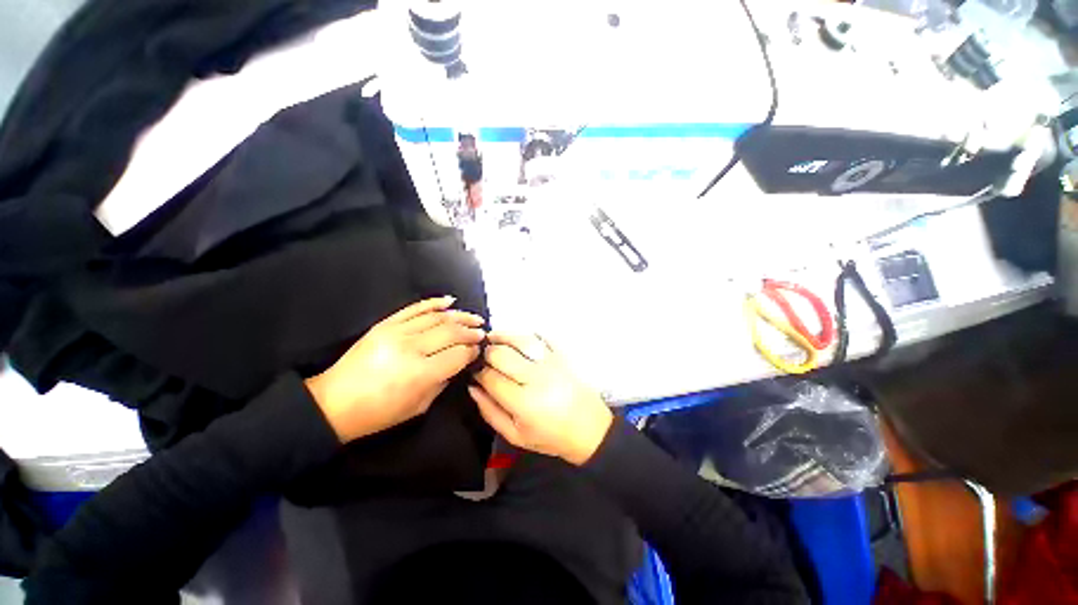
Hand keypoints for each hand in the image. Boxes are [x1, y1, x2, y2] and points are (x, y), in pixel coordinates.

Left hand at [306, 297, 485, 442]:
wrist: (334, 403)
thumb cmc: (378, 413)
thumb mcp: (419, 406)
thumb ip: (444, 381)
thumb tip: (460, 362)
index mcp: (420, 373)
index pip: (458, 354)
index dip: (472, 350)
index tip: (479, 350)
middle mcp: (411, 348)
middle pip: (451, 332)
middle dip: (471, 331)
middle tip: (482, 332)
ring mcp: (397, 332)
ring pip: (437, 317)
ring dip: (460, 315)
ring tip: (474, 318)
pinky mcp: (385, 324)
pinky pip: (414, 308)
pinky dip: (434, 303)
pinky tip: (450, 301)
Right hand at [470, 333, 612, 465]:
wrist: (589, 428)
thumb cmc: (551, 436)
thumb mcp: (516, 435)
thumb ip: (490, 412)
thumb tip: (473, 387)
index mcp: (523, 402)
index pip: (491, 377)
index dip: (478, 372)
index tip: (475, 373)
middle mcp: (536, 377)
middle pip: (502, 354)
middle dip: (487, 352)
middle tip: (483, 356)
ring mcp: (551, 362)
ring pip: (520, 339)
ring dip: (503, 335)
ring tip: (493, 338)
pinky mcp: (562, 355)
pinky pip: (542, 336)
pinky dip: (527, 334)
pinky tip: (518, 338)